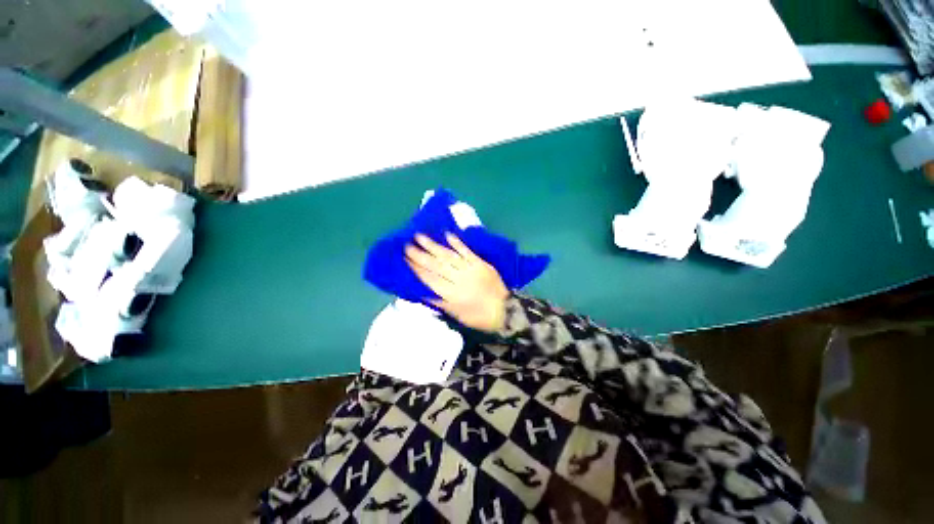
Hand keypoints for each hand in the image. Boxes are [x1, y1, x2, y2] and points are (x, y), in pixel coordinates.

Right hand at [405, 232, 508, 332]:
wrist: (506, 311)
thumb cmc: (479, 317)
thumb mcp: (457, 315)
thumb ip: (440, 302)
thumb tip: (422, 291)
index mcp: (452, 295)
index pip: (430, 279)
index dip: (417, 269)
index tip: (405, 259)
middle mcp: (459, 280)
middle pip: (436, 265)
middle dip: (420, 255)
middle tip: (407, 245)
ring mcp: (471, 269)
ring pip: (448, 256)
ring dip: (434, 246)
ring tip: (420, 236)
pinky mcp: (481, 263)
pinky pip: (467, 251)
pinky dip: (457, 243)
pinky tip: (447, 235)